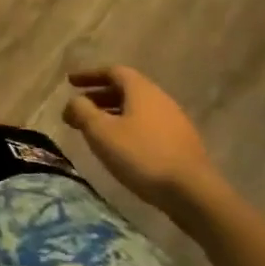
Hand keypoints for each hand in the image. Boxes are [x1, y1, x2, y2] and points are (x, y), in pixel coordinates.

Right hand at [63, 67, 218, 218]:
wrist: (194, 194)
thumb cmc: (142, 156)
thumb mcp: (102, 132)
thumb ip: (82, 111)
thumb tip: (74, 101)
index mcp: (141, 89)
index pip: (112, 71)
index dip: (89, 75)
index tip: (70, 82)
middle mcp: (159, 98)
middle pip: (125, 90)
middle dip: (99, 97)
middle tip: (78, 109)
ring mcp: (174, 122)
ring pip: (136, 110)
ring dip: (113, 115)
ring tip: (95, 131)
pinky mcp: (181, 144)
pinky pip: (147, 126)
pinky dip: (128, 129)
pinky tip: (120, 149)